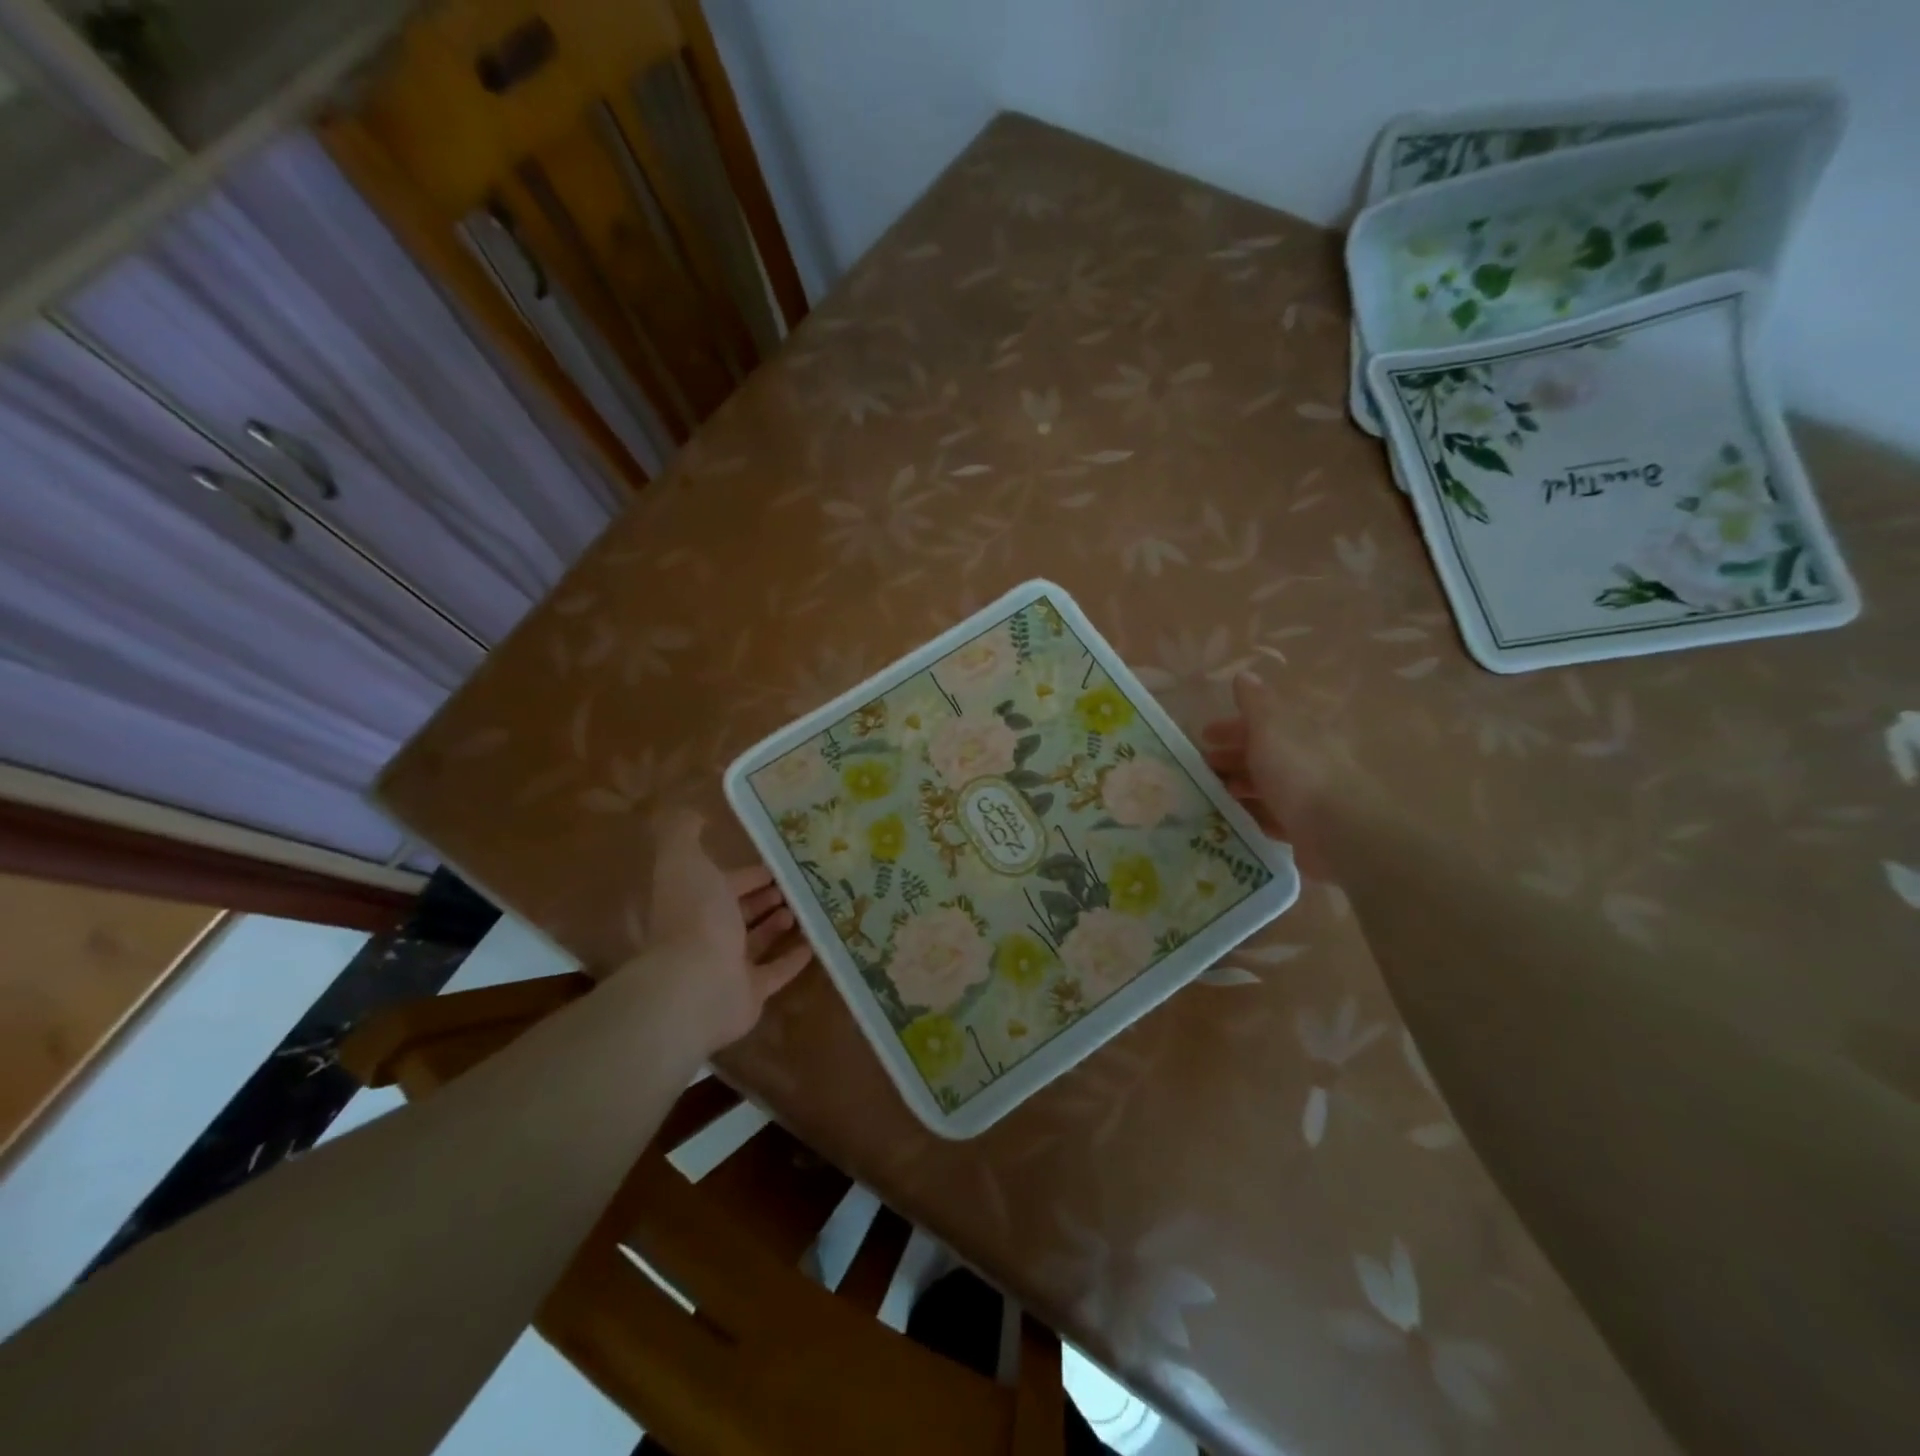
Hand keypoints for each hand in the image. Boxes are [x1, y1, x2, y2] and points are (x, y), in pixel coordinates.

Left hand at [626, 809, 812, 1053]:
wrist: (696, 985)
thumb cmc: (694, 917)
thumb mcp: (683, 861)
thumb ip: (683, 833)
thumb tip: (692, 812)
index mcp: (694, 901)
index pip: (724, 882)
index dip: (749, 873)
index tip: (781, 861)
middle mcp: (707, 933)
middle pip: (741, 911)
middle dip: (767, 896)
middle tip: (800, 883)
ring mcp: (728, 966)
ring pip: (757, 941)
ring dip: (780, 923)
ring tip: (808, 907)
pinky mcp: (750, 993)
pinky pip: (775, 972)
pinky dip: (793, 958)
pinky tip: (816, 942)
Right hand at [1202, 671, 1330, 877]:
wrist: (1336, 830)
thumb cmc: (1297, 771)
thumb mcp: (1270, 727)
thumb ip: (1255, 703)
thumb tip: (1244, 675)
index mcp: (1301, 733)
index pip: (1263, 723)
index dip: (1232, 727)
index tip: (1204, 736)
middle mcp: (1307, 761)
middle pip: (1264, 754)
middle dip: (1232, 757)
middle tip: (1203, 767)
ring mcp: (1308, 796)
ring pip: (1267, 786)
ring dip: (1240, 785)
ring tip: (1213, 794)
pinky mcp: (1305, 829)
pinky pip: (1273, 817)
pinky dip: (1253, 814)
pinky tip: (1234, 818)